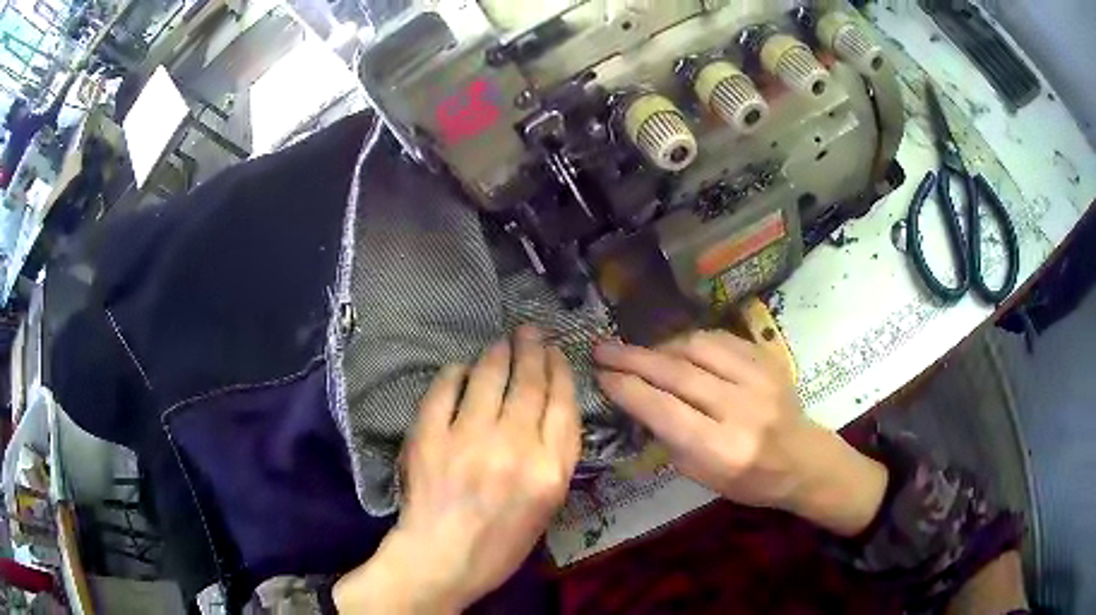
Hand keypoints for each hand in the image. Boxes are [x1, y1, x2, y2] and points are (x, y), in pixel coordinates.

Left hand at [334, 326, 580, 613]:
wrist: (442, 559)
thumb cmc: (500, 543)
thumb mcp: (546, 507)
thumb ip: (553, 459)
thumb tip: (545, 411)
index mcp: (550, 471)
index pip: (563, 405)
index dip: (560, 372)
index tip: (556, 353)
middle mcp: (515, 448)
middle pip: (529, 384)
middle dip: (532, 350)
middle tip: (530, 331)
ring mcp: (469, 439)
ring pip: (489, 378)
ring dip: (496, 354)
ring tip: (501, 343)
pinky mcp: (430, 436)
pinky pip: (445, 390)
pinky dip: (454, 374)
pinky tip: (460, 370)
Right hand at [594, 330, 887, 536]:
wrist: (803, 460)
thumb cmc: (749, 480)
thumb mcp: (702, 476)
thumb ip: (670, 438)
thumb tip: (638, 399)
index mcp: (722, 449)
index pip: (664, 410)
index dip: (628, 389)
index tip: (601, 375)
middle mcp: (742, 409)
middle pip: (677, 373)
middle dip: (634, 359)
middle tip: (603, 349)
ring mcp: (760, 379)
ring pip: (698, 347)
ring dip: (663, 347)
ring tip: (644, 354)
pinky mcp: (769, 361)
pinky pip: (721, 339)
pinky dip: (693, 342)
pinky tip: (680, 349)